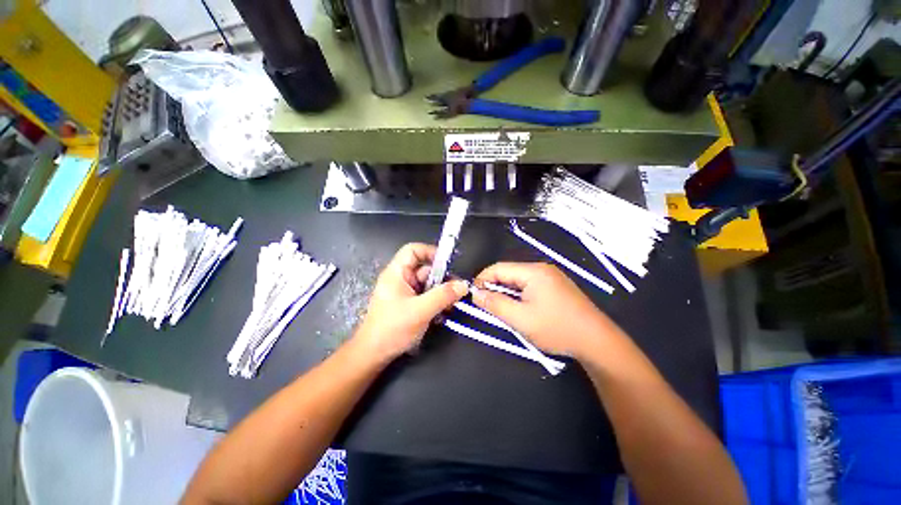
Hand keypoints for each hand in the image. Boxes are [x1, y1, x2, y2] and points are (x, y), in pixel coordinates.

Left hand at [354, 243, 469, 362]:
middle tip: (457, 289)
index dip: (430, 252)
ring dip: (441, 292)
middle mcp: (401, 279)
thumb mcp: (420, 310)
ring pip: (428, 284)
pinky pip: (426, 296)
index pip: (413, 250)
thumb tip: (463, 285)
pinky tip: (443, 312)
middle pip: (424, 268)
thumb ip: (443, 296)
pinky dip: (436, 301)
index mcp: (397, 273)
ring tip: (452, 304)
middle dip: (441, 278)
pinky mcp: (409, 304)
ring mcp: (405, 292)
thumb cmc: (392, 329)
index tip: (448, 263)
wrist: (374, 355)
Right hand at [472, 262, 618, 359]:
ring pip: (519, 280)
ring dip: (506, 292)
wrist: (597, 342)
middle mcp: (542, 269)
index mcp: (533, 271)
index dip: (482, 279)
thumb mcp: (521, 319)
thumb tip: (476, 294)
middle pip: (509, 273)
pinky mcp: (556, 287)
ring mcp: (551, 278)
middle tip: (485, 304)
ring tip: (500, 308)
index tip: (473, 295)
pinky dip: (519, 295)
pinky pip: (530, 286)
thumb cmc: (557, 328)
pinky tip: (519, 308)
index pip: (499, 268)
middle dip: (494, 287)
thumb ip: (495, 304)